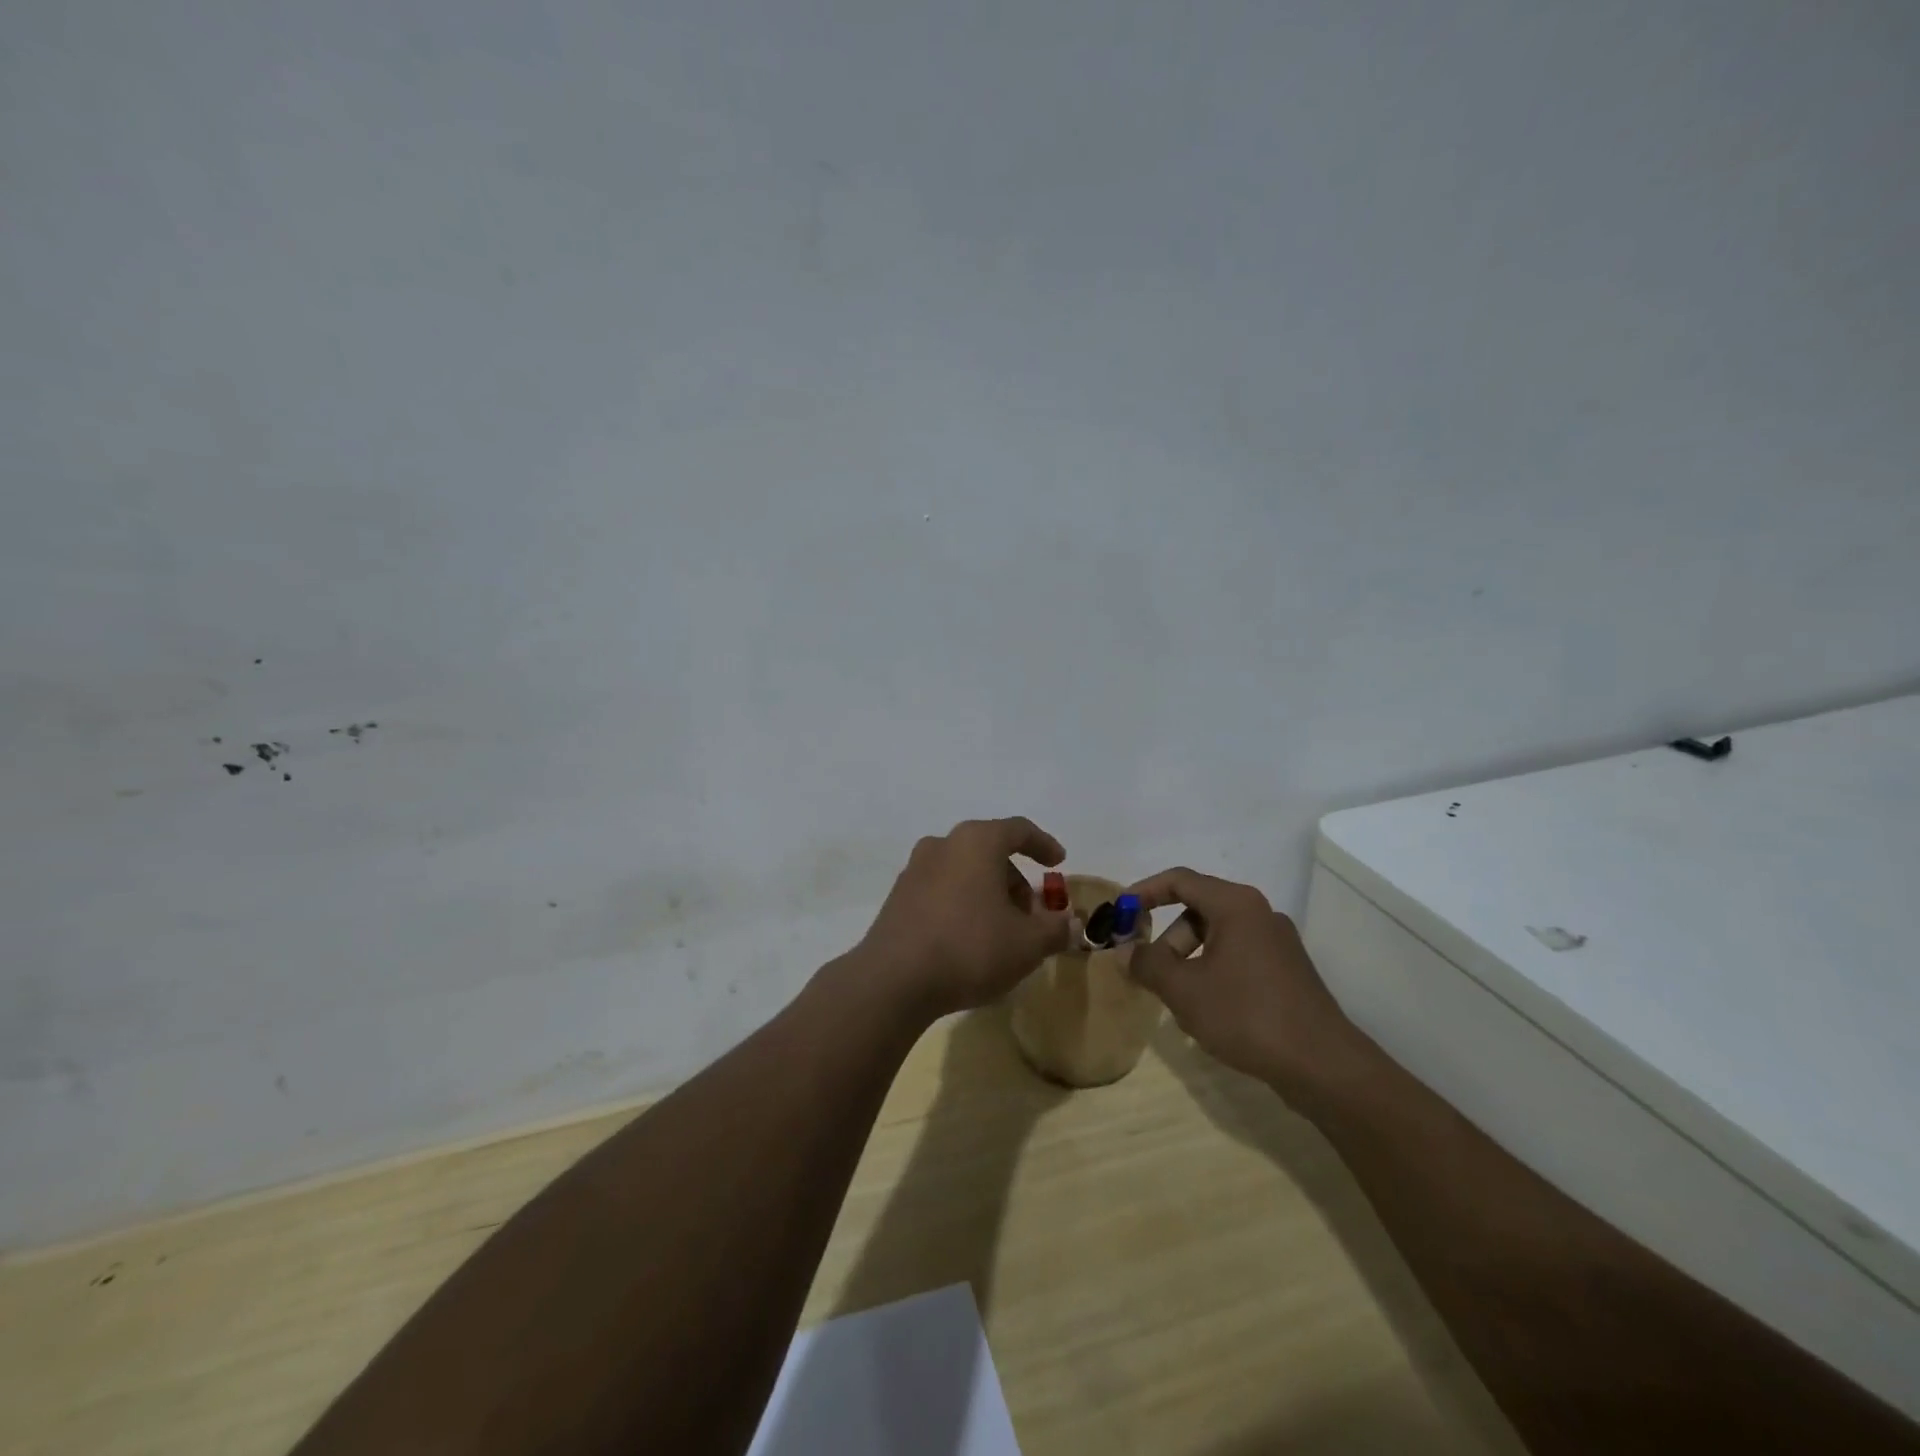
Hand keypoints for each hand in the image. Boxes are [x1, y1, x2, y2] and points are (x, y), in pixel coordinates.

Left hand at [859, 818, 1072, 1018]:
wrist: (893, 980)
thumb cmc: (970, 948)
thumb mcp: (1027, 944)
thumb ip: (1055, 929)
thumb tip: (1070, 924)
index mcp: (976, 842)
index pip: (1018, 830)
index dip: (1043, 845)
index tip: (1059, 863)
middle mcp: (943, 845)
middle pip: (989, 851)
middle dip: (1015, 880)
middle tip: (1032, 914)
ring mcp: (915, 870)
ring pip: (964, 871)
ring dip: (988, 893)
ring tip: (1002, 931)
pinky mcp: (898, 897)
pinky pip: (941, 890)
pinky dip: (962, 903)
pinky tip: (969, 939)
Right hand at [1126, 867, 1356, 1090]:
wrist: (1323, 1065)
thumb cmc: (1247, 1015)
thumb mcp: (1184, 990)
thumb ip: (1147, 964)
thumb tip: (1123, 951)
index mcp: (1235, 905)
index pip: (1179, 880)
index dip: (1144, 892)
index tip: (1119, 913)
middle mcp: (1259, 913)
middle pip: (1198, 910)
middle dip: (1167, 939)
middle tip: (1151, 972)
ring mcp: (1277, 942)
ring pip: (1217, 937)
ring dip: (1189, 960)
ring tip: (1180, 1001)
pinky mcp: (1287, 970)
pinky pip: (1237, 956)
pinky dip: (1213, 972)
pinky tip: (1209, 1011)